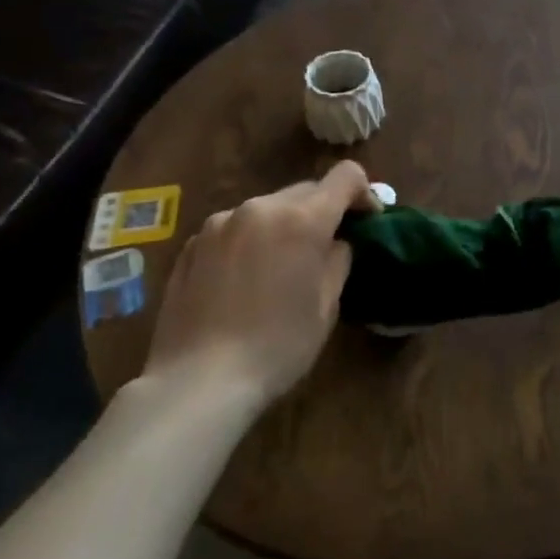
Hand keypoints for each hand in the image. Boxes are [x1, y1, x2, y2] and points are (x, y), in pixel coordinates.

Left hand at [141, 162, 377, 412]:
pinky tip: (243, 281)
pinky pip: (235, 228)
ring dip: (284, 225)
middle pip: (306, 191)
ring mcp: (220, 223)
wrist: (197, 382)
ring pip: (268, 209)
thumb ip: (338, 260)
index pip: (346, 176)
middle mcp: (260, 207)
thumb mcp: (326, 306)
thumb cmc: (276, 346)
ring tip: (280, 266)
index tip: (367, 220)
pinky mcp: (192, 244)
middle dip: (322, 211)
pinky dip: (250, 241)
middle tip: (326, 248)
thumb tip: (335, 242)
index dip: (364, 192)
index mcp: (302, 219)